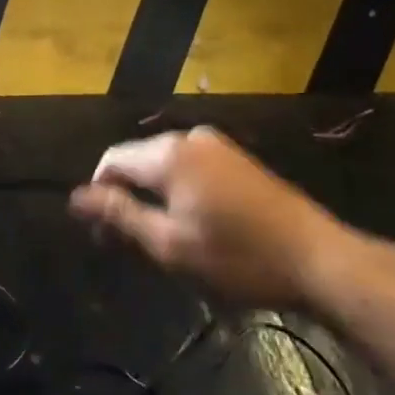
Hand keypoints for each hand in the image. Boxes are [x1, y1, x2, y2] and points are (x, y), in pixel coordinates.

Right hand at [69, 126, 366, 309]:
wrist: (316, 257)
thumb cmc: (237, 257)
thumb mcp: (171, 246)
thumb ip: (121, 216)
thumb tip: (77, 196)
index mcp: (167, 154)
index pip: (112, 160)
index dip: (99, 194)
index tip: (101, 237)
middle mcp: (187, 137)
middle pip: (138, 160)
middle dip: (127, 196)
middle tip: (132, 246)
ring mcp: (216, 144)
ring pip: (165, 165)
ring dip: (154, 196)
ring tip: (164, 240)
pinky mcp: (236, 157)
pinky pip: (190, 167)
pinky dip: (180, 191)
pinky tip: (195, 225)